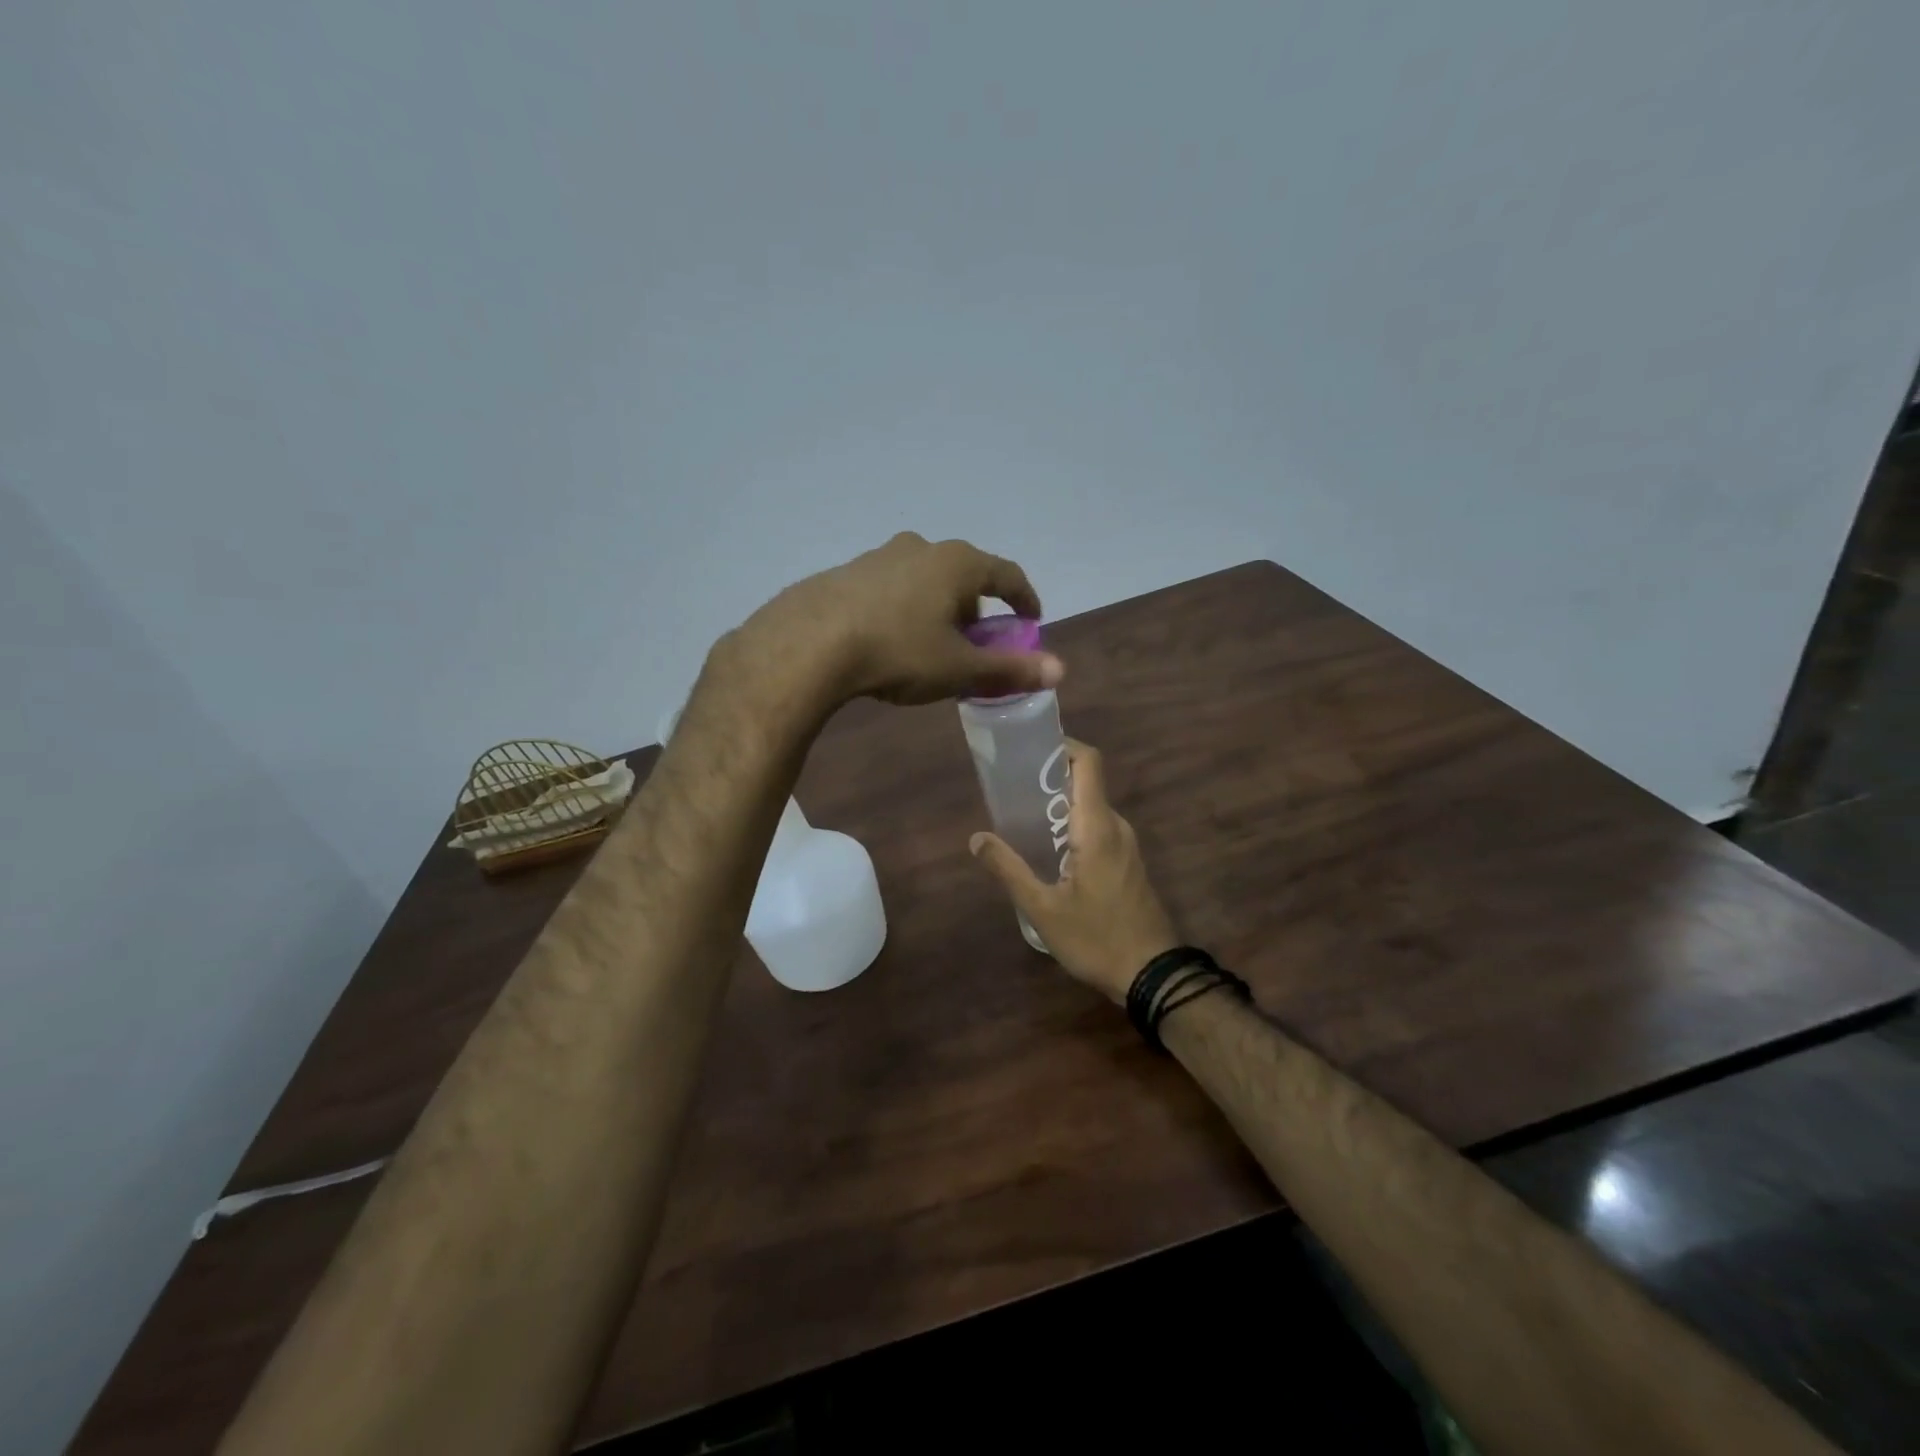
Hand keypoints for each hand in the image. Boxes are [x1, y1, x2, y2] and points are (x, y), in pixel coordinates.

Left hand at [735, 533, 1063, 707]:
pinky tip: (889, 640)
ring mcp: (880, 556)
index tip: (1030, 621)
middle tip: (975, 642)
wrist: (809, 644)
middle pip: (965, 576)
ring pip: (925, 580)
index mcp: (958, 563)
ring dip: (938, 607)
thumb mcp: (959, 668)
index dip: (1025, 599)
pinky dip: (904, 609)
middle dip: (976, 608)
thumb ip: (1010, 668)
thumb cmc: (899, 651)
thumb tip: (1060, 670)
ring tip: (930, 644)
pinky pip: (891, 588)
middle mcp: (922, 547)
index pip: (1007, 575)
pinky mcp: (848, 572)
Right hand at [969, 740, 1177, 1003]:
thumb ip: (1009, 869)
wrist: (1152, 975)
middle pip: (1085, 782)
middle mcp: (1116, 826)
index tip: (1028, 749)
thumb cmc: (1096, 938)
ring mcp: (1126, 845)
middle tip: (1010, 789)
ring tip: (1020, 818)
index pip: (1088, 762)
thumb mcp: (1043, 908)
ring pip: (1090, 808)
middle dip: (1048, 778)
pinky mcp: (1127, 862)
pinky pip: (1098, 827)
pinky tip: (1047, 850)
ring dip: (1058, 805)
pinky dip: (1071, 825)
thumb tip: (977, 839)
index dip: (1061, 745)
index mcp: (1097, 826)